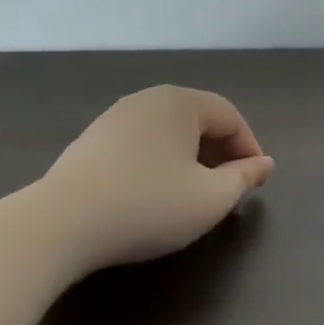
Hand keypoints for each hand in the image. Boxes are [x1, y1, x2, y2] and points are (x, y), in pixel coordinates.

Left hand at [33, 85, 274, 271]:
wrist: (58, 224)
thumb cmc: (147, 205)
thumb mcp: (210, 199)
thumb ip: (244, 178)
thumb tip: (265, 164)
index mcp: (182, 102)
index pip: (231, 117)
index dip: (249, 149)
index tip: (256, 182)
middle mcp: (149, 99)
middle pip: (199, 120)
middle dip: (219, 153)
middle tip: (227, 189)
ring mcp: (115, 118)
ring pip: (168, 133)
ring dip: (189, 159)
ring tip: (192, 194)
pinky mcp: (90, 141)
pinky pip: (140, 144)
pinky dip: (158, 163)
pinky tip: (152, 195)